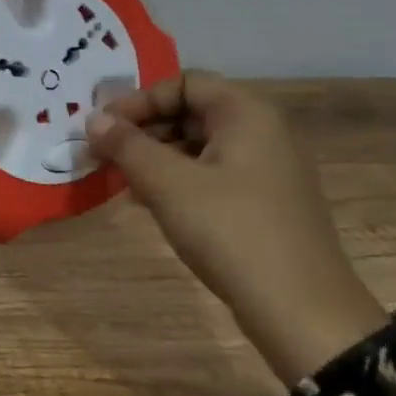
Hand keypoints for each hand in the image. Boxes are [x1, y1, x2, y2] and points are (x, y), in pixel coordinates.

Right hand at [86, 71, 386, 386]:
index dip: (139, 99)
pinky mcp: (264, 204)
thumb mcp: (168, 184)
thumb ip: (126, 145)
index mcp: (247, 114)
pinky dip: (177, 180)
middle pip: (191, 111)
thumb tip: (93, 119)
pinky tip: (149, 203)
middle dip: (143, 129)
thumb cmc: (232, 232)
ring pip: (198, 145)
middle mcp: (262, 132)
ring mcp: (267, 170)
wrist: (302, 314)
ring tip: (119, 180)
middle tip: (103, 153)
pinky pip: (211, 174)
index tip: (104, 127)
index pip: (184, 82)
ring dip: (155, 156)